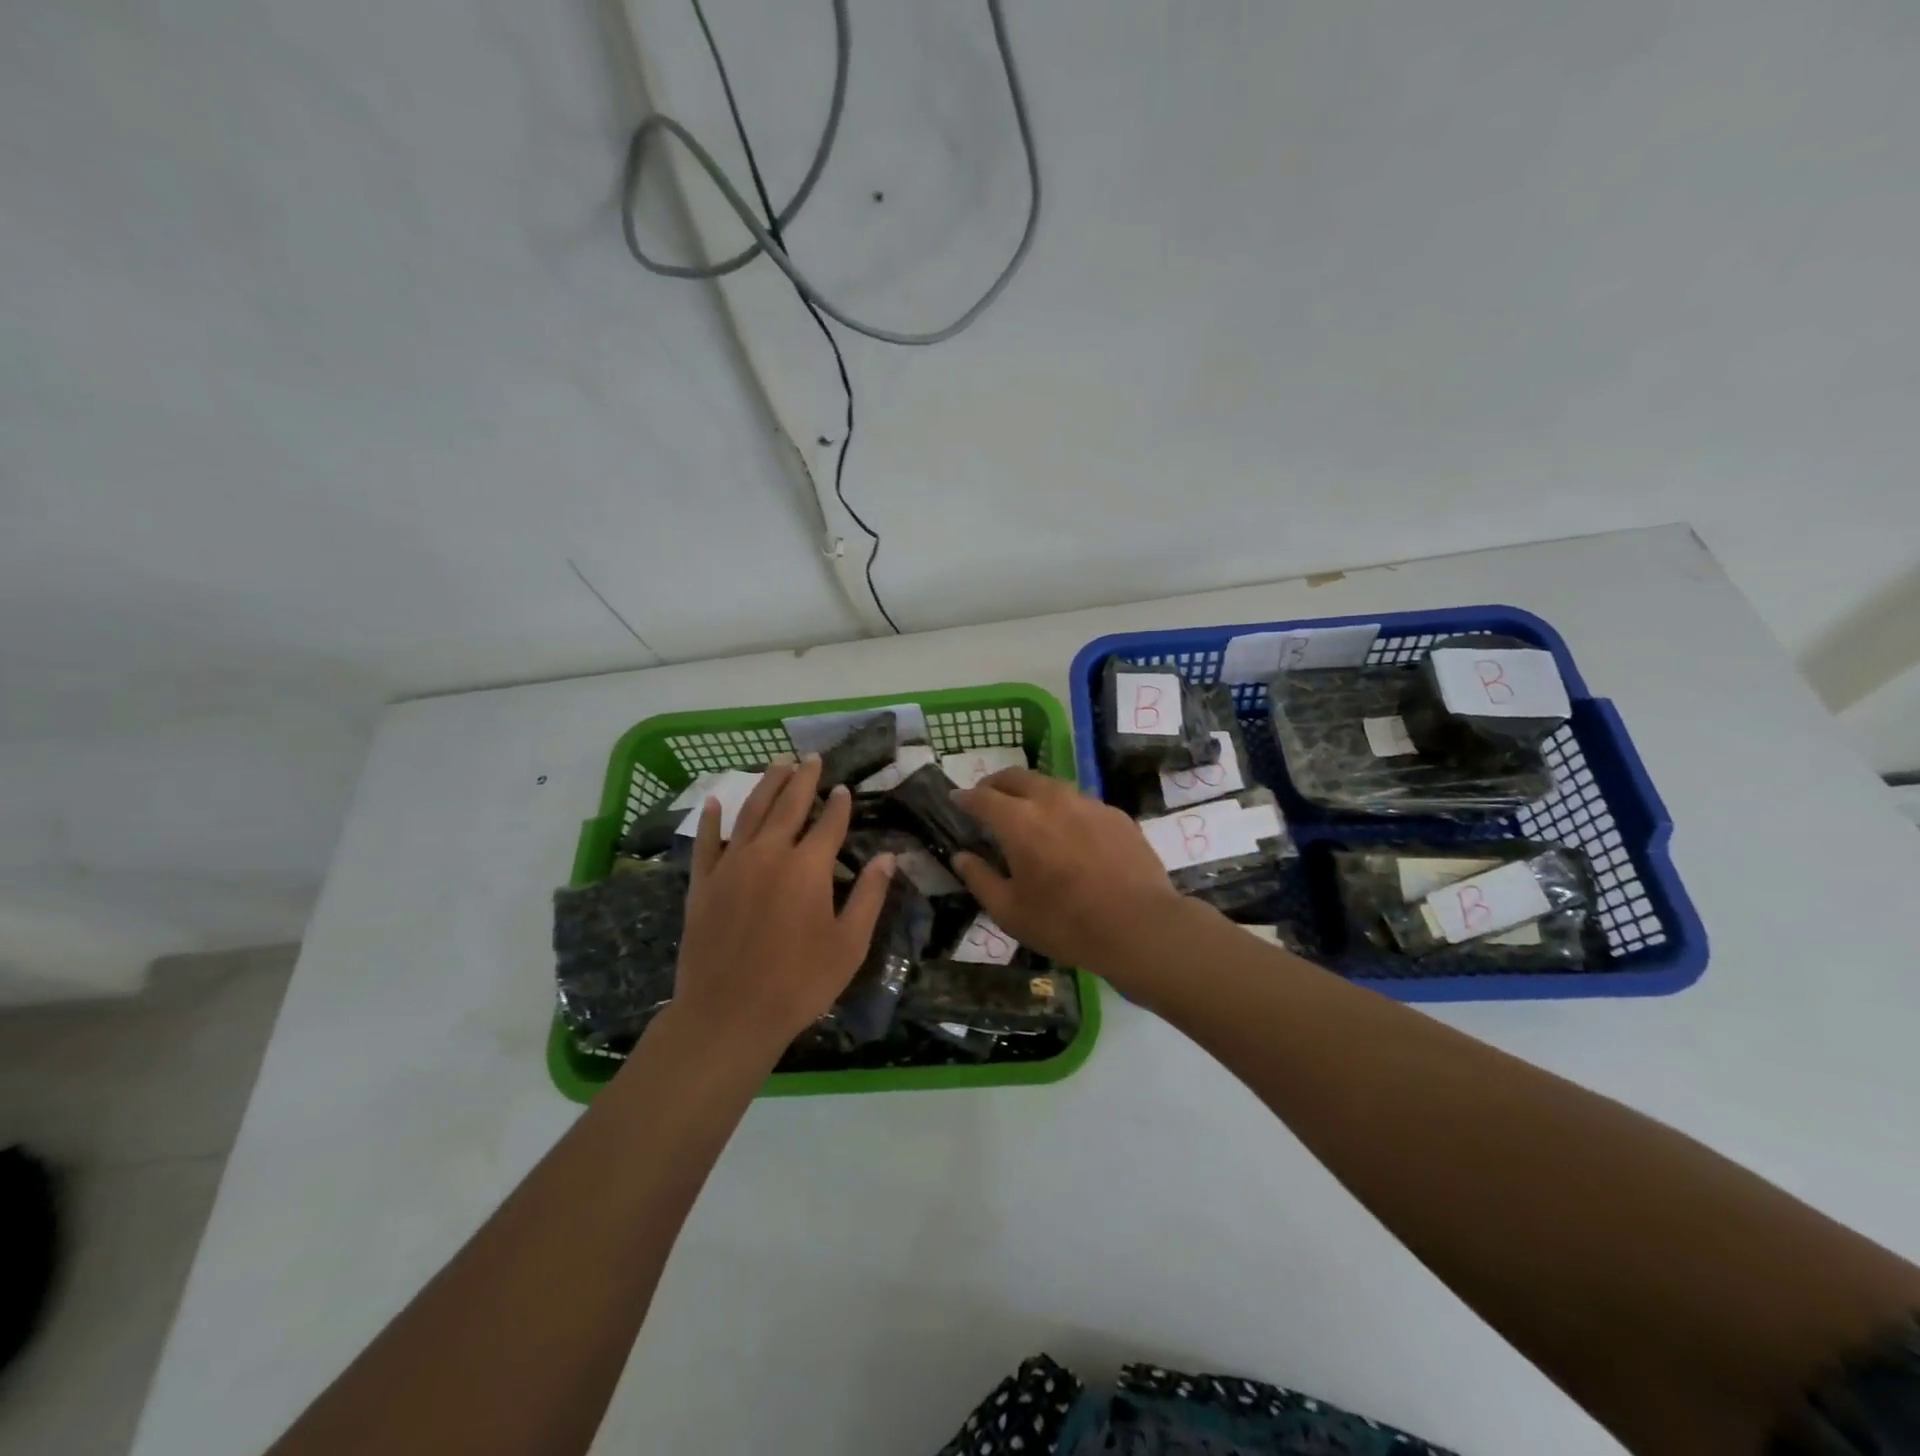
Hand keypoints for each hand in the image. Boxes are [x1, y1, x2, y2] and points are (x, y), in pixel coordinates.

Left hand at [668, 756, 894, 1058]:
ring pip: (750, 813)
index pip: (829, 823)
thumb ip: (870, 896)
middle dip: (803, 779)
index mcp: (808, 867)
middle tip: (811, 759)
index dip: (839, 804)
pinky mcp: (703, 883)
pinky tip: (715, 802)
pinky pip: (706, 842)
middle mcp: (769, 854)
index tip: (845, 788)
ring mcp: (731, 865)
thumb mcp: (849, 945)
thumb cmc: (799, 983)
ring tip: (777, 764)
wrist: (728, 1015)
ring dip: (766, 785)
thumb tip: (888, 857)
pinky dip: (711, 820)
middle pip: (788, 805)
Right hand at [952, 768, 1182, 973]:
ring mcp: (1088, 803)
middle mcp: (1051, 800)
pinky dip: (1065, 810)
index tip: (956, 800)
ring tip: (1028, 813)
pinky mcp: (1115, 814)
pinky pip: (1081, 803)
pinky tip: (1070, 834)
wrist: (1139, 926)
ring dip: (1032, 793)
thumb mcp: (1010, 912)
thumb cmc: (1065, 923)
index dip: (965, 797)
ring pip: (1051, 786)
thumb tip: (962, 857)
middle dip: (996, 784)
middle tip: (988, 798)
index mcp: (1018, 821)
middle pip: (1016, 777)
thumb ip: (980, 879)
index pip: (982, 797)